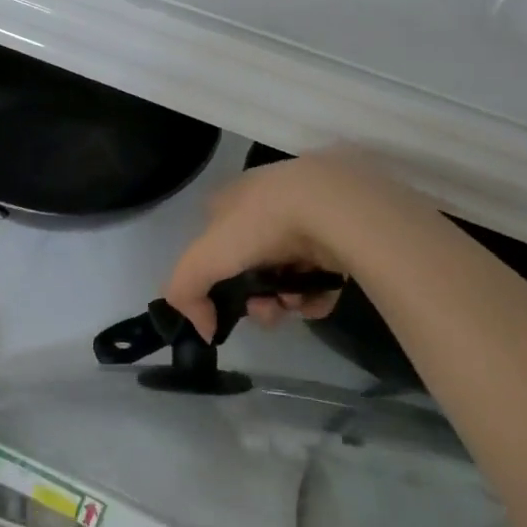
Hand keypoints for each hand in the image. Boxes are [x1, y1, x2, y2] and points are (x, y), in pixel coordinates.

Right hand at [163, 149, 440, 339]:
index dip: (217, 275)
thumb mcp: (205, 256)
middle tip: (265, 310)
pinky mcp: (340, 237)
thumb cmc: (262, 223)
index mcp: (232, 198)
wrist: (333, 206)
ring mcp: (306, 219)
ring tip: (294, 304)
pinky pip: (321, 277)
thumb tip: (204, 328)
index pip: (214, 240)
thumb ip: (186, 290)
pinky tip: (316, 300)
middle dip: (254, 295)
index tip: (230, 301)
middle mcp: (267, 205)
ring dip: (284, 299)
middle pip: (251, 264)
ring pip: (286, 273)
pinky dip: (315, 296)